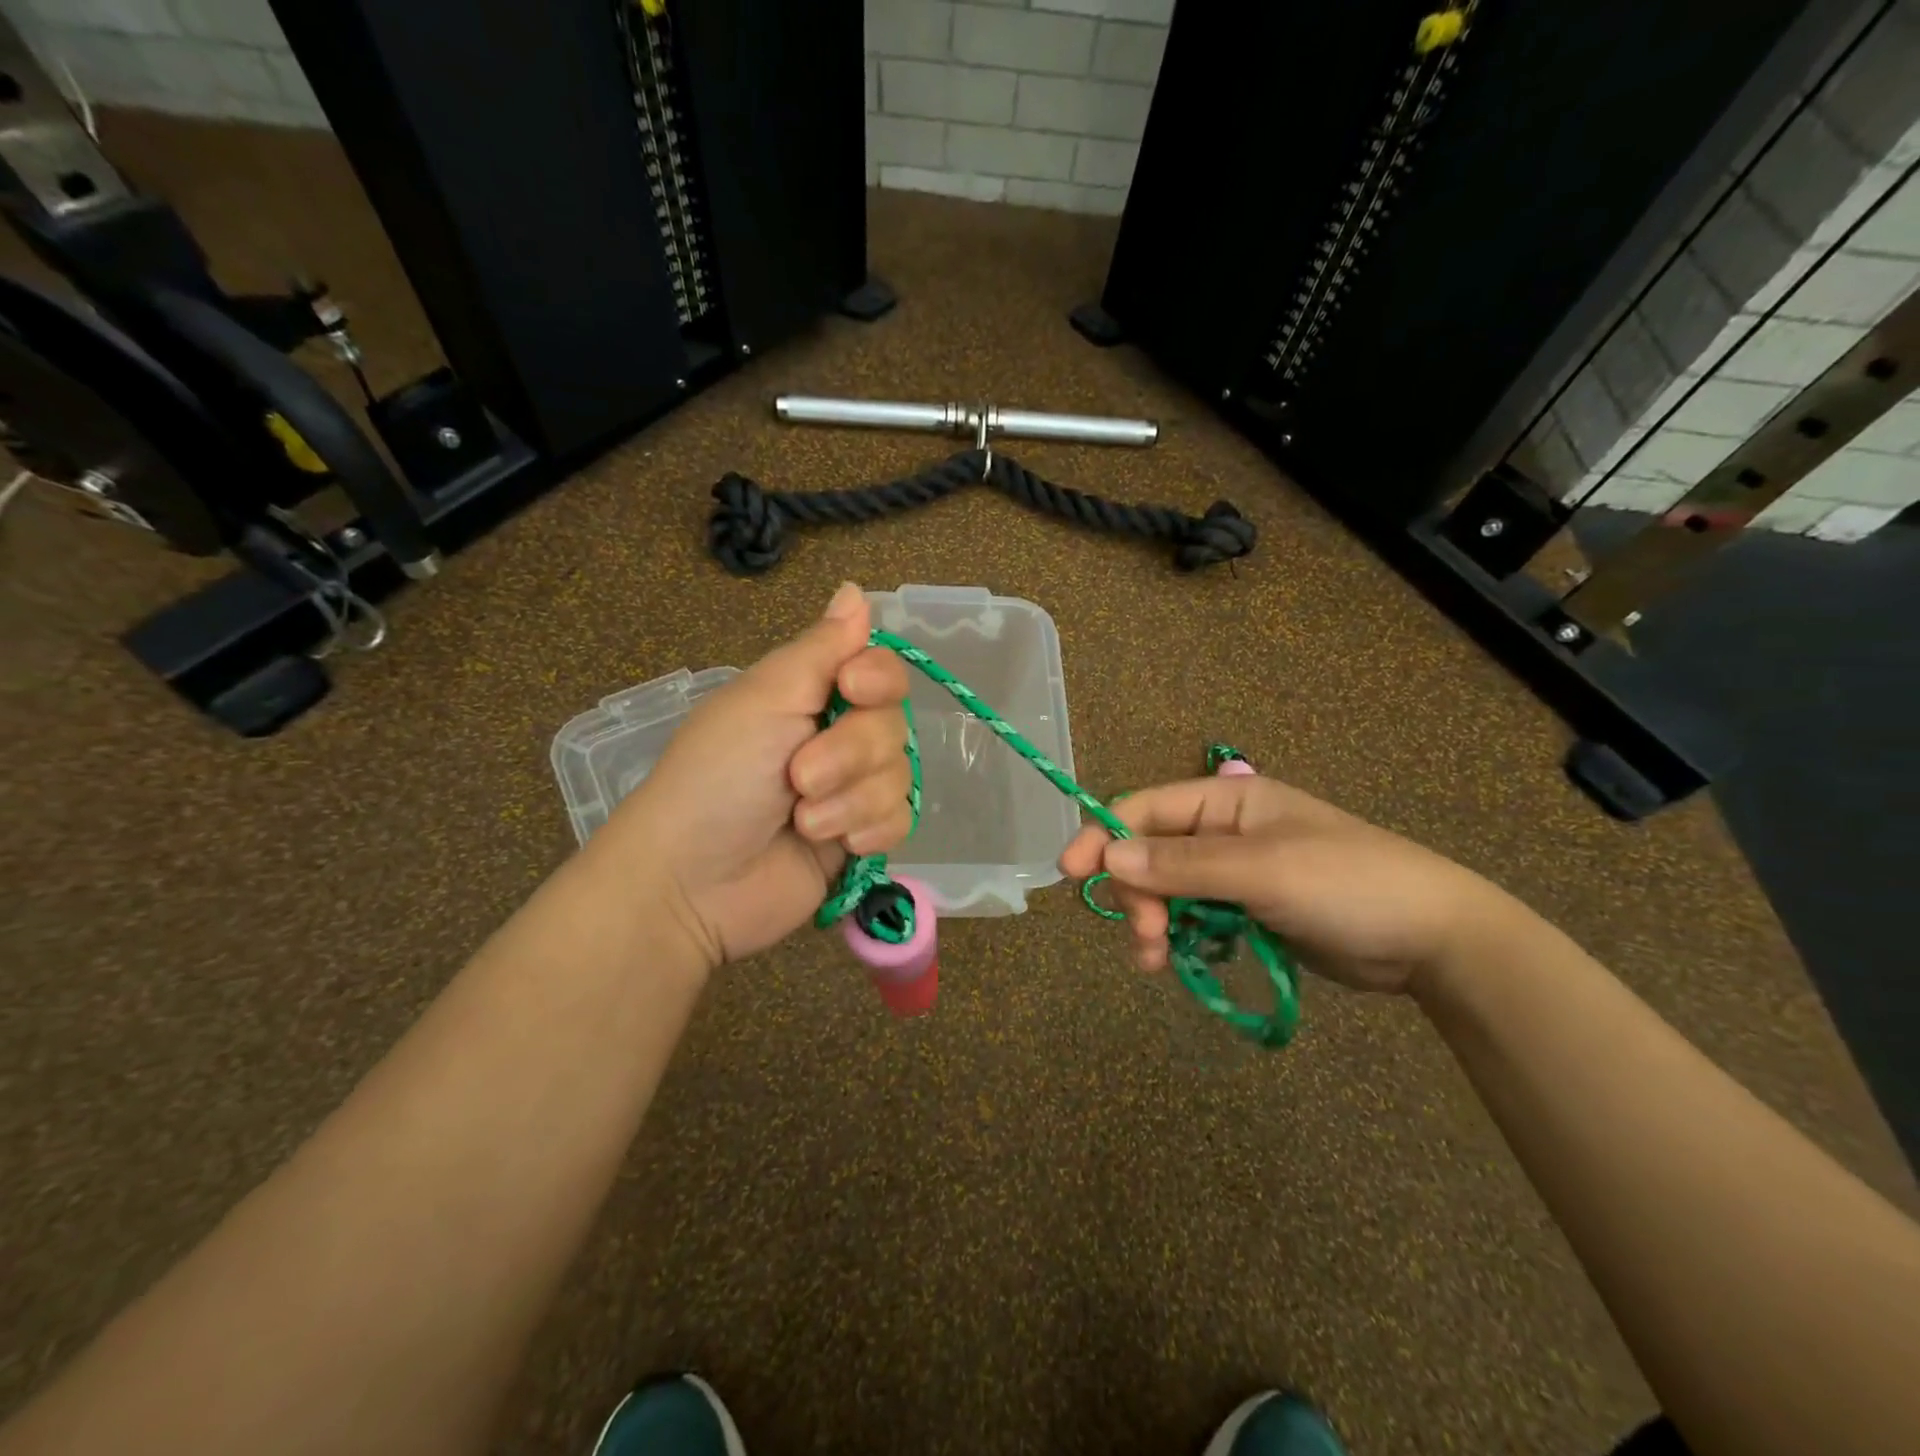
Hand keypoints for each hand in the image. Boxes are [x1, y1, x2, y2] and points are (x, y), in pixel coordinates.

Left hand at [595, 582, 913, 970]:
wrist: (694, 883)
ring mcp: (851, 790)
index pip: (880, 670)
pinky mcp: (860, 838)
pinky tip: (835, 845)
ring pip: (899, 775)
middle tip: (798, 777)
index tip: (850, 689)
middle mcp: (836, 737)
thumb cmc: (719, 776)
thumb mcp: (764, 698)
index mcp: (810, 696)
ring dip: (850, 800)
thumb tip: (857, 588)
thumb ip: (821, 647)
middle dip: (849, 754)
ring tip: (802, 821)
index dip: (878, 678)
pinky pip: (900, 820)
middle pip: (893, 725)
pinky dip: (867, 830)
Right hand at [1058, 773, 1511, 994]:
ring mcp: (1236, 873)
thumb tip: (1108, 855)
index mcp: (1227, 800)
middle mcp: (1224, 831)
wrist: (1434, 940)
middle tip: (1147, 939)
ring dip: (1154, 923)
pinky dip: (1181, 939)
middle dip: (1138, 895)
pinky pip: (1195, 919)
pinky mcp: (1248, 911)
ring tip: (1158, 961)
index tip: (1071, 873)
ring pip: (1168, 892)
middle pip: (1151, 855)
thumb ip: (1183, 865)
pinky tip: (1181, 963)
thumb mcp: (1262, 869)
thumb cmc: (1348, 884)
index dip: (1104, 836)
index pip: (1146, 810)